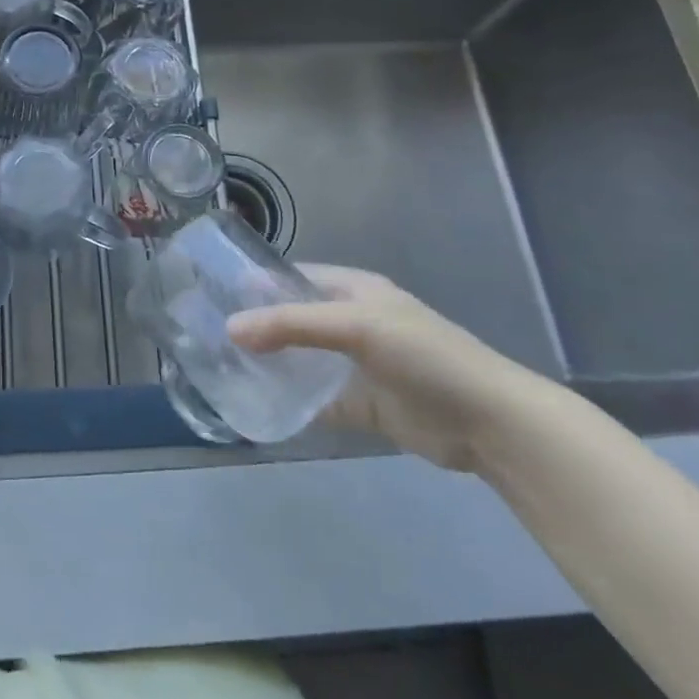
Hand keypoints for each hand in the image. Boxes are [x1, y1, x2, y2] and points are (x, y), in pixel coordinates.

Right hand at [229, 266, 552, 471]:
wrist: (488, 422)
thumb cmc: (424, 356)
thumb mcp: (356, 326)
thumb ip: (292, 325)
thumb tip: (230, 329)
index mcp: (355, 291)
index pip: (296, 277)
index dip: (259, 282)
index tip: (215, 292)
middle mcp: (352, 322)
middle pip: (294, 319)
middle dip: (258, 325)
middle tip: (210, 334)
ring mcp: (357, 365)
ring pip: (302, 360)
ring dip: (271, 364)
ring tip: (223, 368)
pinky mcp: (362, 405)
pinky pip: (316, 400)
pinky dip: (291, 403)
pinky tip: (258, 405)